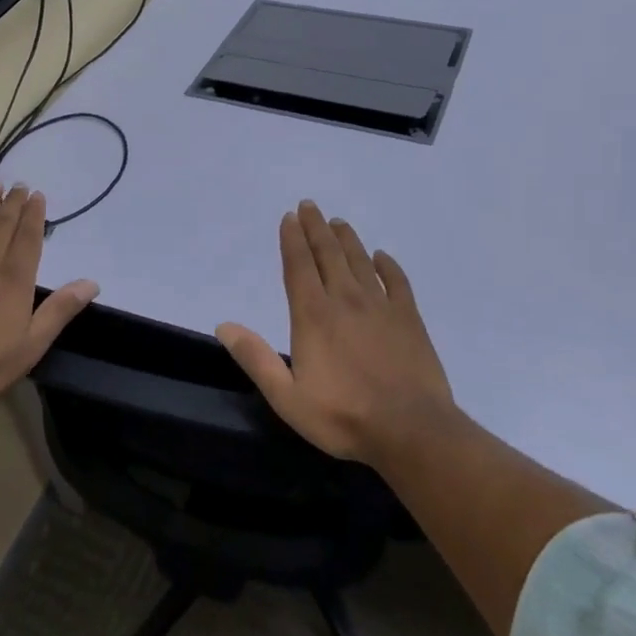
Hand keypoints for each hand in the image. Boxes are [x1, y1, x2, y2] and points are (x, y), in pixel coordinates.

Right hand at [216, 201, 454, 465]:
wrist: (411, 430)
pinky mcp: (409, 318)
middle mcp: (345, 299)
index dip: (292, 239)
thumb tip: (224, 325)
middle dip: (316, 227)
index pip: (299, 265)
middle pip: (328, 254)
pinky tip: (382, 256)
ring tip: (338, 222)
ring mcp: (380, 306)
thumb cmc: (343, 416)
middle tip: (310, 205)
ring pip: (360, 261)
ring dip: (347, 239)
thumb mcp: (287, 397)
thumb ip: (256, 358)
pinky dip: (388, 264)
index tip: (289, 217)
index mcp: (313, 314)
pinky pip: (397, 281)